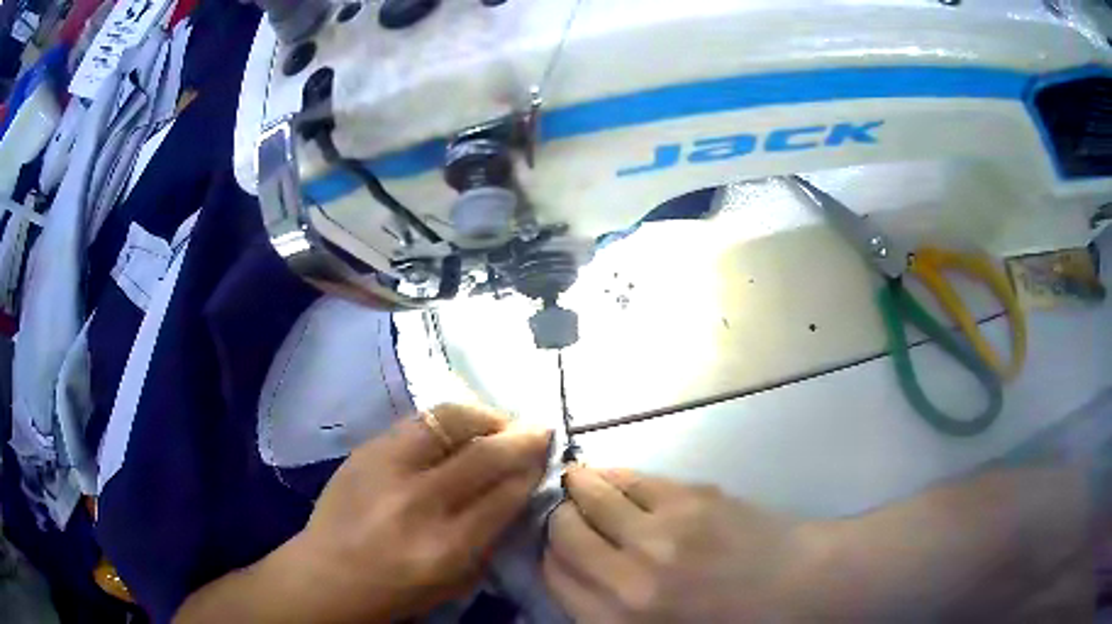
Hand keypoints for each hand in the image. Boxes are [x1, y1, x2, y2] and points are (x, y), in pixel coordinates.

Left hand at [286, 404, 551, 621]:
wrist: (326, 575)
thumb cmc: (396, 591)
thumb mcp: (455, 581)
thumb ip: (490, 538)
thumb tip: (518, 490)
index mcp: (445, 546)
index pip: (504, 496)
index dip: (530, 472)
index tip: (546, 459)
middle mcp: (418, 502)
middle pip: (483, 456)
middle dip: (521, 439)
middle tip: (540, 430)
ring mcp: (387, 469)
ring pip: (448, 422)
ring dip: (486, 416)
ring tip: (501, 421)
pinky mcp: (365, 450)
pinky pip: (417, 420)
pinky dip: (449, 418)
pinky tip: (463, 423)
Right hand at [544, 467, 818, 622]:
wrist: (800, 585)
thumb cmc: (731, 623)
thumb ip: (608, 610)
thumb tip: (576, 573)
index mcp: (620, 620)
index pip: (554, 575)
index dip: (549, 556)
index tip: (555, 548)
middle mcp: (630, 575)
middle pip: (564, 531)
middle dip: (558, 519)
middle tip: (566, 515)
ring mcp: (662, 530)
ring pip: (593, 494)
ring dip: (579, 486)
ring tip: (577, 483)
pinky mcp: (691, 497)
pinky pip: (634, 478)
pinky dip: (615, 475)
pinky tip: (614, 477)